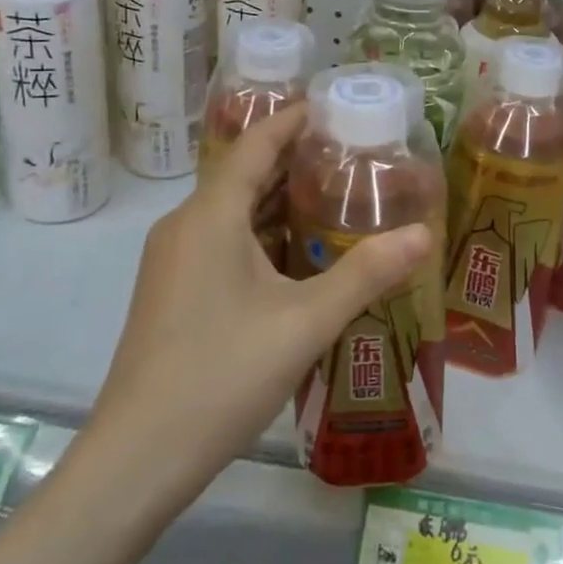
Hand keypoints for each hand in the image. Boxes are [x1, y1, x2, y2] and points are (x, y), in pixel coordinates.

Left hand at [86, 106, 430, 505]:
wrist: (138, 457)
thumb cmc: (222, 375)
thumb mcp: (305, 322)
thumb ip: (366, 274)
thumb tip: (424, 233)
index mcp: (210, 217)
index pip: (254, 145)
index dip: (291, 120)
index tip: (331, 106)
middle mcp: (185, 226)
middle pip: (242, 174)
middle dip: (292, 158)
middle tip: (350, 152)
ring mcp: (173, 261)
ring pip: (231, 211)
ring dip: (277, 198)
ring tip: (332, 193)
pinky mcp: (172, 291)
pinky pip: (221, 240)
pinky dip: (260, 231)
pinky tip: (296, 253)